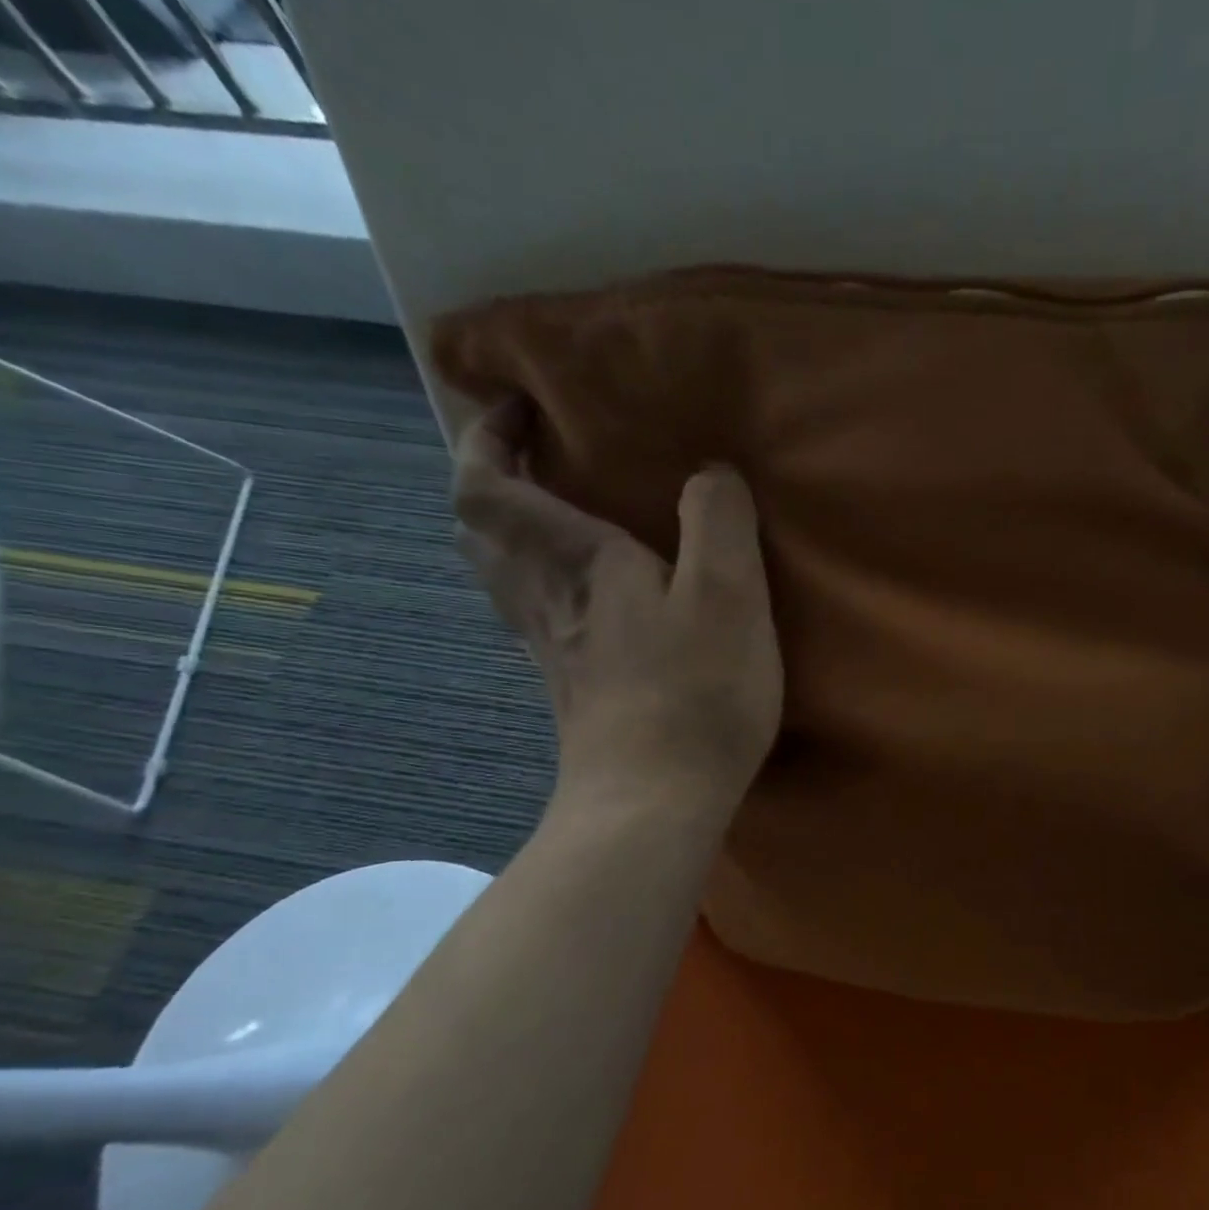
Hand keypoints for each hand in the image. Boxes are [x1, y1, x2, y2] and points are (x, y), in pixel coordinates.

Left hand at [452, 399, 782, 820]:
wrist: (657, 803)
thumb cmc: (695, 692)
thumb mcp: (729, 593)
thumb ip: (719, 520)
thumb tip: (709, 474)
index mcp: (576, 565)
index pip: (487, 486)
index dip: (486, 437)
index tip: (518, 406)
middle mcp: (546, 600)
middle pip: (480, 530)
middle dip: (491, 479)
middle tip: (534, 455)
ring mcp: (553, 649)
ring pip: (502, 575)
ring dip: (513, 531)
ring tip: (560, 512)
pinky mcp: (573, 686)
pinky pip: (536, 612)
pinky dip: (544, 581)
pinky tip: (590, 592)